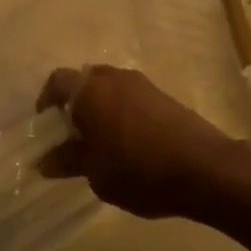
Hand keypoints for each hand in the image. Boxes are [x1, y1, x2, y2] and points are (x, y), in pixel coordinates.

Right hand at [38, 66, 239, 219]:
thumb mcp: (96, 173)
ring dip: (99, 108)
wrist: (206, 169)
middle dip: (74, 104)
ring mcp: (142, 84)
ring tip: (99, 142)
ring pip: (109, 88)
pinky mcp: (164, 96)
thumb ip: (68, 161)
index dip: (46, 102)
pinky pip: (130, 97)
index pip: (57, 82)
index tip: (46, 129)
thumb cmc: (140, 171)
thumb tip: (45, 160)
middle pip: (84, 81)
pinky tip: (127, 143)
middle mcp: (114, 78)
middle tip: (71, 136)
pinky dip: (121, 112)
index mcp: (90, 91)